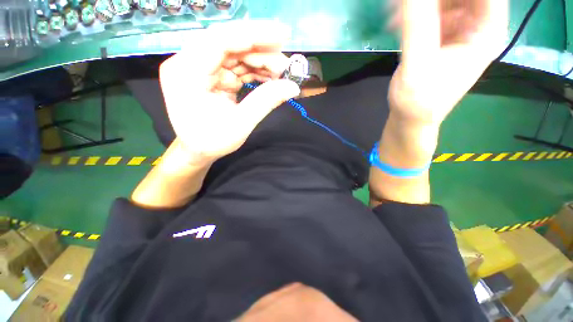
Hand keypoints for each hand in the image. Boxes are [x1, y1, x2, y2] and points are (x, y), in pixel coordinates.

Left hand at [160, 21, 300, 162]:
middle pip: (228, 43)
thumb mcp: (241, 124)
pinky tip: (269, 78)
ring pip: (235, 54)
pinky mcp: (211, 75)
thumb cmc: (212, 141)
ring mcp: (200, 68)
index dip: (253, 35)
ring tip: (281, 74)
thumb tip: (293, 87)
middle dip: (260, 51)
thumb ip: (266, 101)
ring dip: (260, 62)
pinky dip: (254, 71)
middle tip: (285, 64)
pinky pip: (235, 66)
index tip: (283, 35)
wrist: (198, 150)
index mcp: (187, 73)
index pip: (220, 40)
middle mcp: (188, 63)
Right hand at [386, 0, 507, 124]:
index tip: (423, 0)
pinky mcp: (442, 36)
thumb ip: (416, 26)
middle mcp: (478, 26)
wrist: (411, 117)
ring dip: (420, 4)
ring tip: (394, 19)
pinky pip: (433, 11)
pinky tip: (396, 24)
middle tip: (403, 5)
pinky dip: (415, 12)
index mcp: (486, 32)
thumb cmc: (418, 101)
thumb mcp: (417, 66)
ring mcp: (460, 30)